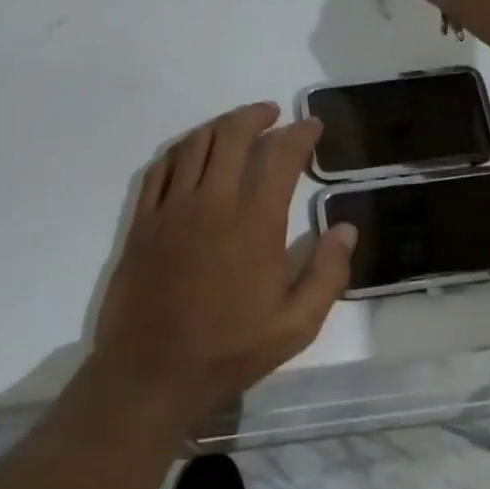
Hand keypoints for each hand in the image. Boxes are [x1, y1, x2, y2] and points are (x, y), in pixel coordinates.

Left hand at [89, 102, 356, 431]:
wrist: (151, 374)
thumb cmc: (229, 351)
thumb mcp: (296, 325)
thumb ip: (328, 273)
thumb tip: (346, 228)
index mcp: (255, 223)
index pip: (281, 157)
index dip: (300, 134)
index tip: (312, 127)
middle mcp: (212, 203)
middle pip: (233, 135)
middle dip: (257, 115)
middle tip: (273, 114)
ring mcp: (171, 209)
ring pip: (195, 144)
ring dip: (220, 126)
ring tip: (237, 126)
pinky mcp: (143, 221)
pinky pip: (160, 168)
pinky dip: (181, 150)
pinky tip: (191, 153)